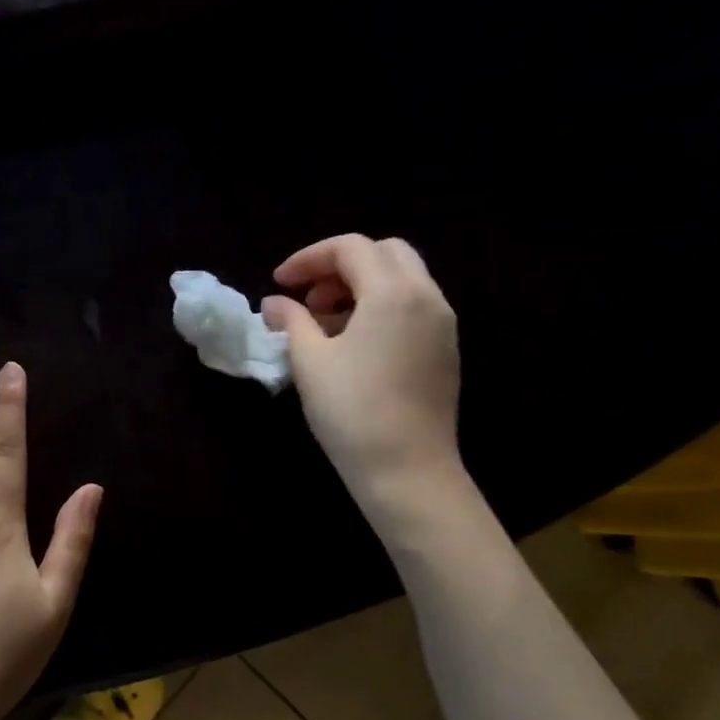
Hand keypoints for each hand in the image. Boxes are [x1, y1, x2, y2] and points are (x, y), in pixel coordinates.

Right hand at [262, 235, 465, 523]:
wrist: (408, 471)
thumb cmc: (352, 412)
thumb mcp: (310, 362)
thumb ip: (292, 321)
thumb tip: (274, 303)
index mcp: (393, 293)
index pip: (350, 248)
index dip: (308, 258)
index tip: (280, 283)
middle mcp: (426, 297)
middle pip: (384, 253)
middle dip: (340, 265)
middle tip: (309, 297)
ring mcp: (442, 324)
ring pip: (402, 278)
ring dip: (361, 286)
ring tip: (325, 322)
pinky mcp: (445, 349)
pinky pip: (413, 306)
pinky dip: (381, 306)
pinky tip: (354, 343)